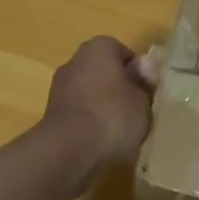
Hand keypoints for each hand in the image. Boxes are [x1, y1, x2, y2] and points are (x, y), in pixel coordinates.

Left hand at [42, 36, 158, 179]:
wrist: (67, 151)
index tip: (148, 93)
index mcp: (99, 48)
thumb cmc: (112, 116)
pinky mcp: (50, 115)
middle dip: (119, 89)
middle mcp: (75, 61)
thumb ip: (144, 83)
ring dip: (103, 108)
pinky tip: (101, 142)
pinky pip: (79, 114)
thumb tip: (143, 70)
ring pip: (90, 94)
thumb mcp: (143, 100)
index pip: (124, 54)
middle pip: (105, 72)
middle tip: (136, 112)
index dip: (139, 73)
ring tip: (120, 132)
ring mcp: (59, 88)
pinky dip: (89, 124)